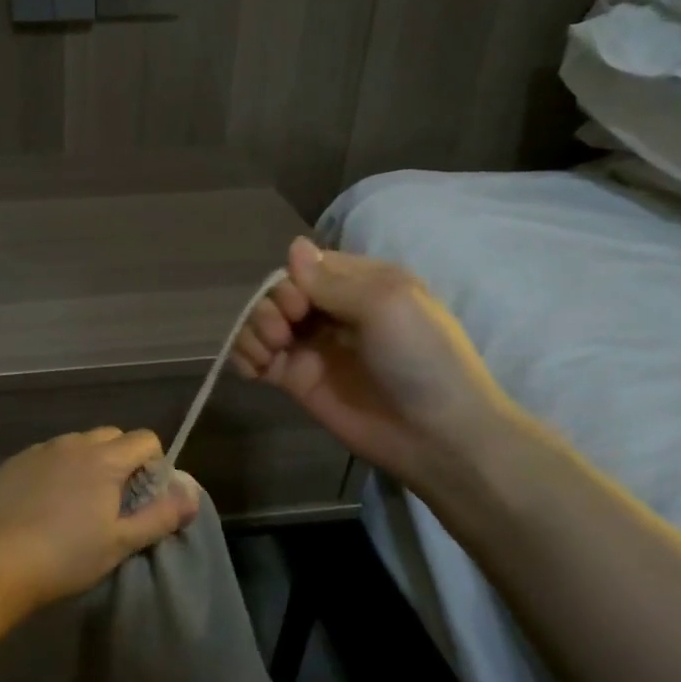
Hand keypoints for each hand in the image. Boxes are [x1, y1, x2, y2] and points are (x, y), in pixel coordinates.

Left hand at [0, 428, 200, 613]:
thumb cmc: (66, 557)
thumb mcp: (121, 543)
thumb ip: (161, 516)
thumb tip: (191, 495)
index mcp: (103, 458)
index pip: (145, 439)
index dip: (154, 465)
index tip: (145, 498)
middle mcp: (71, 444)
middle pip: (111, 437)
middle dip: (122, 461)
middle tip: (115, 502)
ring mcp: (38, 451)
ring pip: (76, 445)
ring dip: (87, 464)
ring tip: (77, 505)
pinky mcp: (12, 464)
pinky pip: (46, 456)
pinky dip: (56, 471)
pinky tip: (44, 506)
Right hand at [230, 236, 518, 492]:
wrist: (437, 436)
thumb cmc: (422, 359)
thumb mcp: (387, 303)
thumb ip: (333, 279)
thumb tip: (294, 246)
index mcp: (362, 284)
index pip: (308, 266)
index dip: (292, 280)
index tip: (299, 304)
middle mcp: (333, 310)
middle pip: (280, 292)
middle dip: (271, 306)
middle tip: (285, 331)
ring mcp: (313, 346)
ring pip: (263, 321)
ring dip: (253, 329)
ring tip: (268, 352)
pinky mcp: (297, 380)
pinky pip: (257, 357)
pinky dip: (244, 356)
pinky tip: (253, 369)